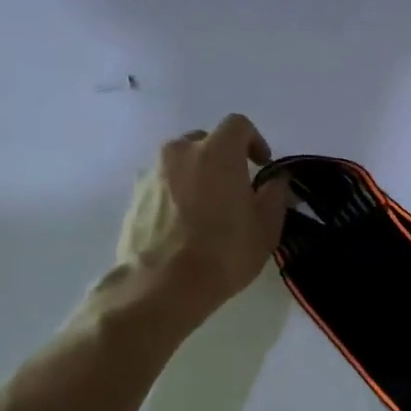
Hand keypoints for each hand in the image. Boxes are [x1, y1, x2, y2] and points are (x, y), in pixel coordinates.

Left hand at [112, 114, 291, 326]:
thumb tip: (277, 180)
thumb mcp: (266, 227)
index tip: (262, 166)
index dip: (254, 141)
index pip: (237, 125)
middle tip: (236, 187)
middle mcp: (180, 153)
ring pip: (181, 162)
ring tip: (210, 208)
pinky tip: (186, 224)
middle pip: (205, 140)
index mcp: (217, 153)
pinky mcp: (134, 196)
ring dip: (198, 175)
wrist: (162, 285)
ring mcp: (151, 173)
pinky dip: (177, 192)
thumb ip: (274, 195)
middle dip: (223, 157)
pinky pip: (162, 183)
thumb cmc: (224, 252)